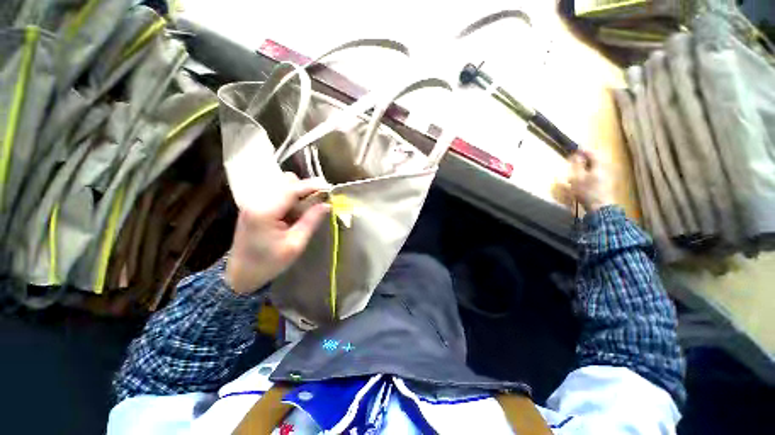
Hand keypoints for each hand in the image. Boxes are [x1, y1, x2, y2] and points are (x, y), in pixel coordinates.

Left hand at [226, 173, 330, 293]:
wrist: (241, 273)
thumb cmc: (269, 262)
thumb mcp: (295, 244)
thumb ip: (311, 221)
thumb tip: (327, 204)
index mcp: (265, 211)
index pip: (292, 189)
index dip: (312, 186)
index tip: (329, 188)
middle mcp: (256, 200)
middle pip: (286, 180)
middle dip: (305, 188)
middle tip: (318, 202)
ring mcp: (253, 200)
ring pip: (282, 183)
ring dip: (298, 191)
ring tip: (305, 209)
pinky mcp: (254, 204)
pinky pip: (277, 191)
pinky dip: (290, 196)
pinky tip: (293, 211)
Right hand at [569, 150, 614, 212]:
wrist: (600, 207)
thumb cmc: (587, 191)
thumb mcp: (577, 177)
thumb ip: (577, 165)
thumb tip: (577, 155)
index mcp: (600, 164)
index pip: (593, 152)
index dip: (583, 150)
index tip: (575, 149)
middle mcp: (607, 167)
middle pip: (596, 159)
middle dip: (586, 158)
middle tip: (576, 159)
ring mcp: (609, 175)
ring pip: (597, 166)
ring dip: (588, 166)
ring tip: (578, 169)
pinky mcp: (608, 182)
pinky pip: (599, 172)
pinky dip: (591, 172)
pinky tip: (585, 178)